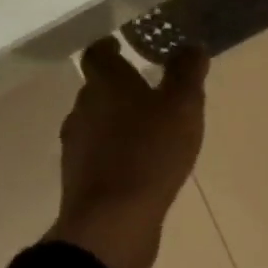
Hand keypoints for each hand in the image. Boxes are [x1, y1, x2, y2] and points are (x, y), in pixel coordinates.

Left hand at [44, 38, 208, 267]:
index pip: (98, 54)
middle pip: (97, 87)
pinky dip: (115, 148)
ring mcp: (77, 146)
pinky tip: (140, 159)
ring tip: (149, 124)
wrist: (112, 222)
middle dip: (120, 84)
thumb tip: (190, 45)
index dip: (110, 47)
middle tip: (150, 84)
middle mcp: (83, 109)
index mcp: (105, 84)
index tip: (124, 44)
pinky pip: (98, 151)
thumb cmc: (150, 152)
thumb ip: (187, 71)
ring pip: (97, 120)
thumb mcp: (183, 105)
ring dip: (118, 118)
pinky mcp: (80, 178)